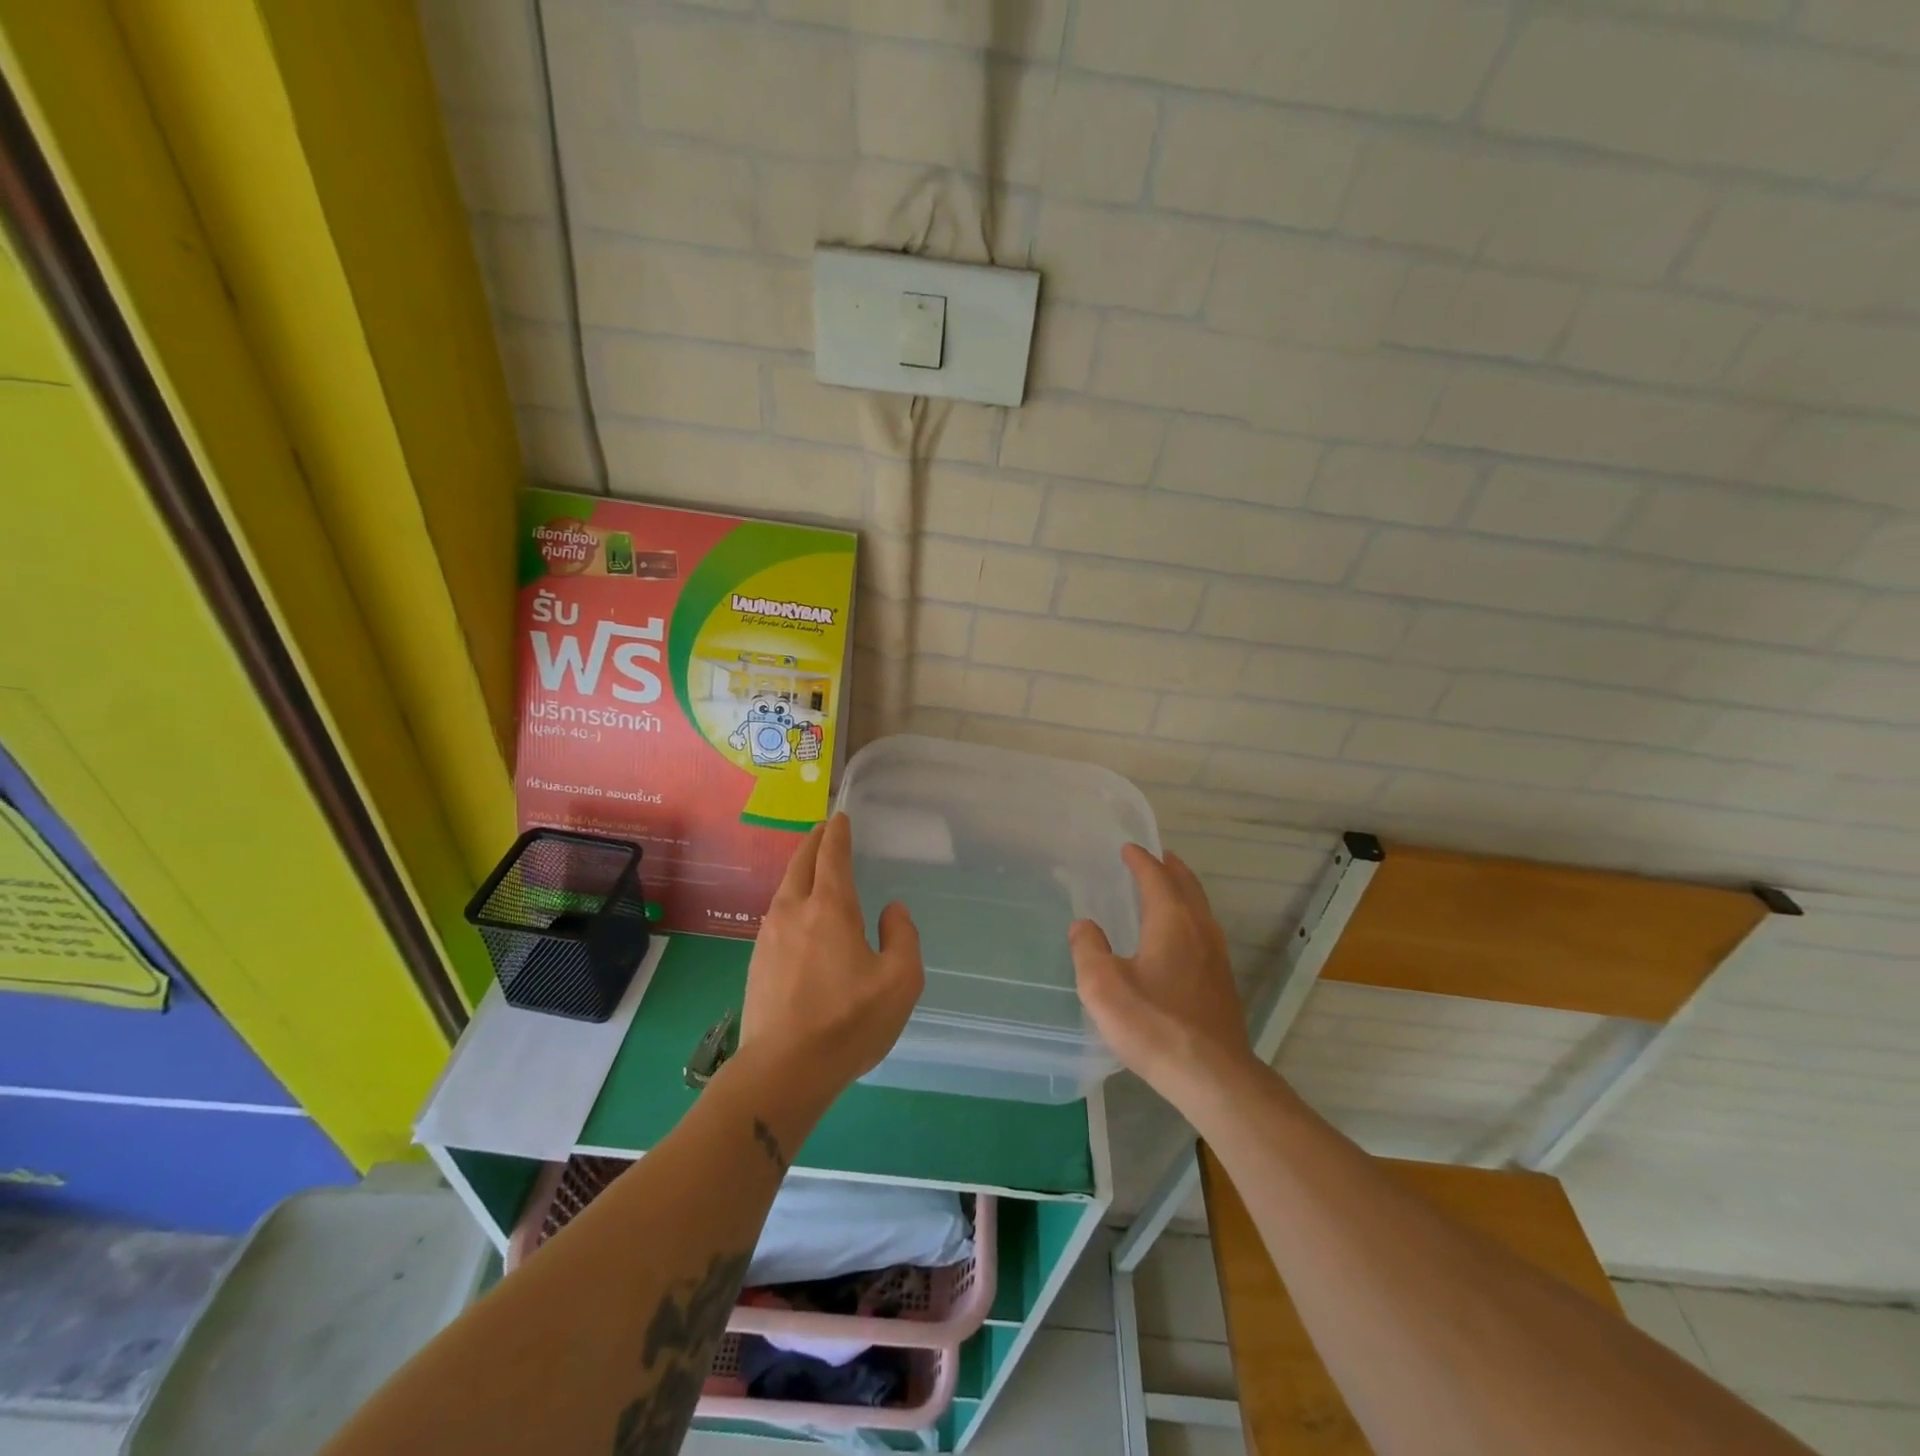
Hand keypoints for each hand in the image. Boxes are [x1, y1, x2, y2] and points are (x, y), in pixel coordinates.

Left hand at [741, 814, 923, 1096]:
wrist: (782, 1070)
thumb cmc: (848, 1021)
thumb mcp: (900, 981)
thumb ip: (903, 936)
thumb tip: (892, 910)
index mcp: (830, 908)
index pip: (832, 856)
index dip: (837, 834)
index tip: (840, 818)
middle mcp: (794, 911)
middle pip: (800, 864)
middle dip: (813, 842)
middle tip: (824, 831)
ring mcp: (769, 937)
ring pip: (784, 889)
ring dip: (799, 871)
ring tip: (811, 869)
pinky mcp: (756, 962)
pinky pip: (776, 915)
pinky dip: (790, 899)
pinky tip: (797, 916)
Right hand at [1070, 845, 1253, 1100]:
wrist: (1212, 1076)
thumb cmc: (1154, 1025)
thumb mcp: (1103, 986)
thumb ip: (1088, 949)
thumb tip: (1083, 926)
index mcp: (1172, 921)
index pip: (1156, 878)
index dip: (1140, 861)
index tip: (1128, 848)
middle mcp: (1200, 930)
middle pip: (1187, 886)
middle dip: (1170, 868)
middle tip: (1155, 857)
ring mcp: (1217, 956)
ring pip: (1200, 909)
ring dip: (1183, 891)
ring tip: (1168, 888)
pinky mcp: (1222, 982)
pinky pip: (1204, 931)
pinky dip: (1190, 916)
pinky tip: (1179, 937)